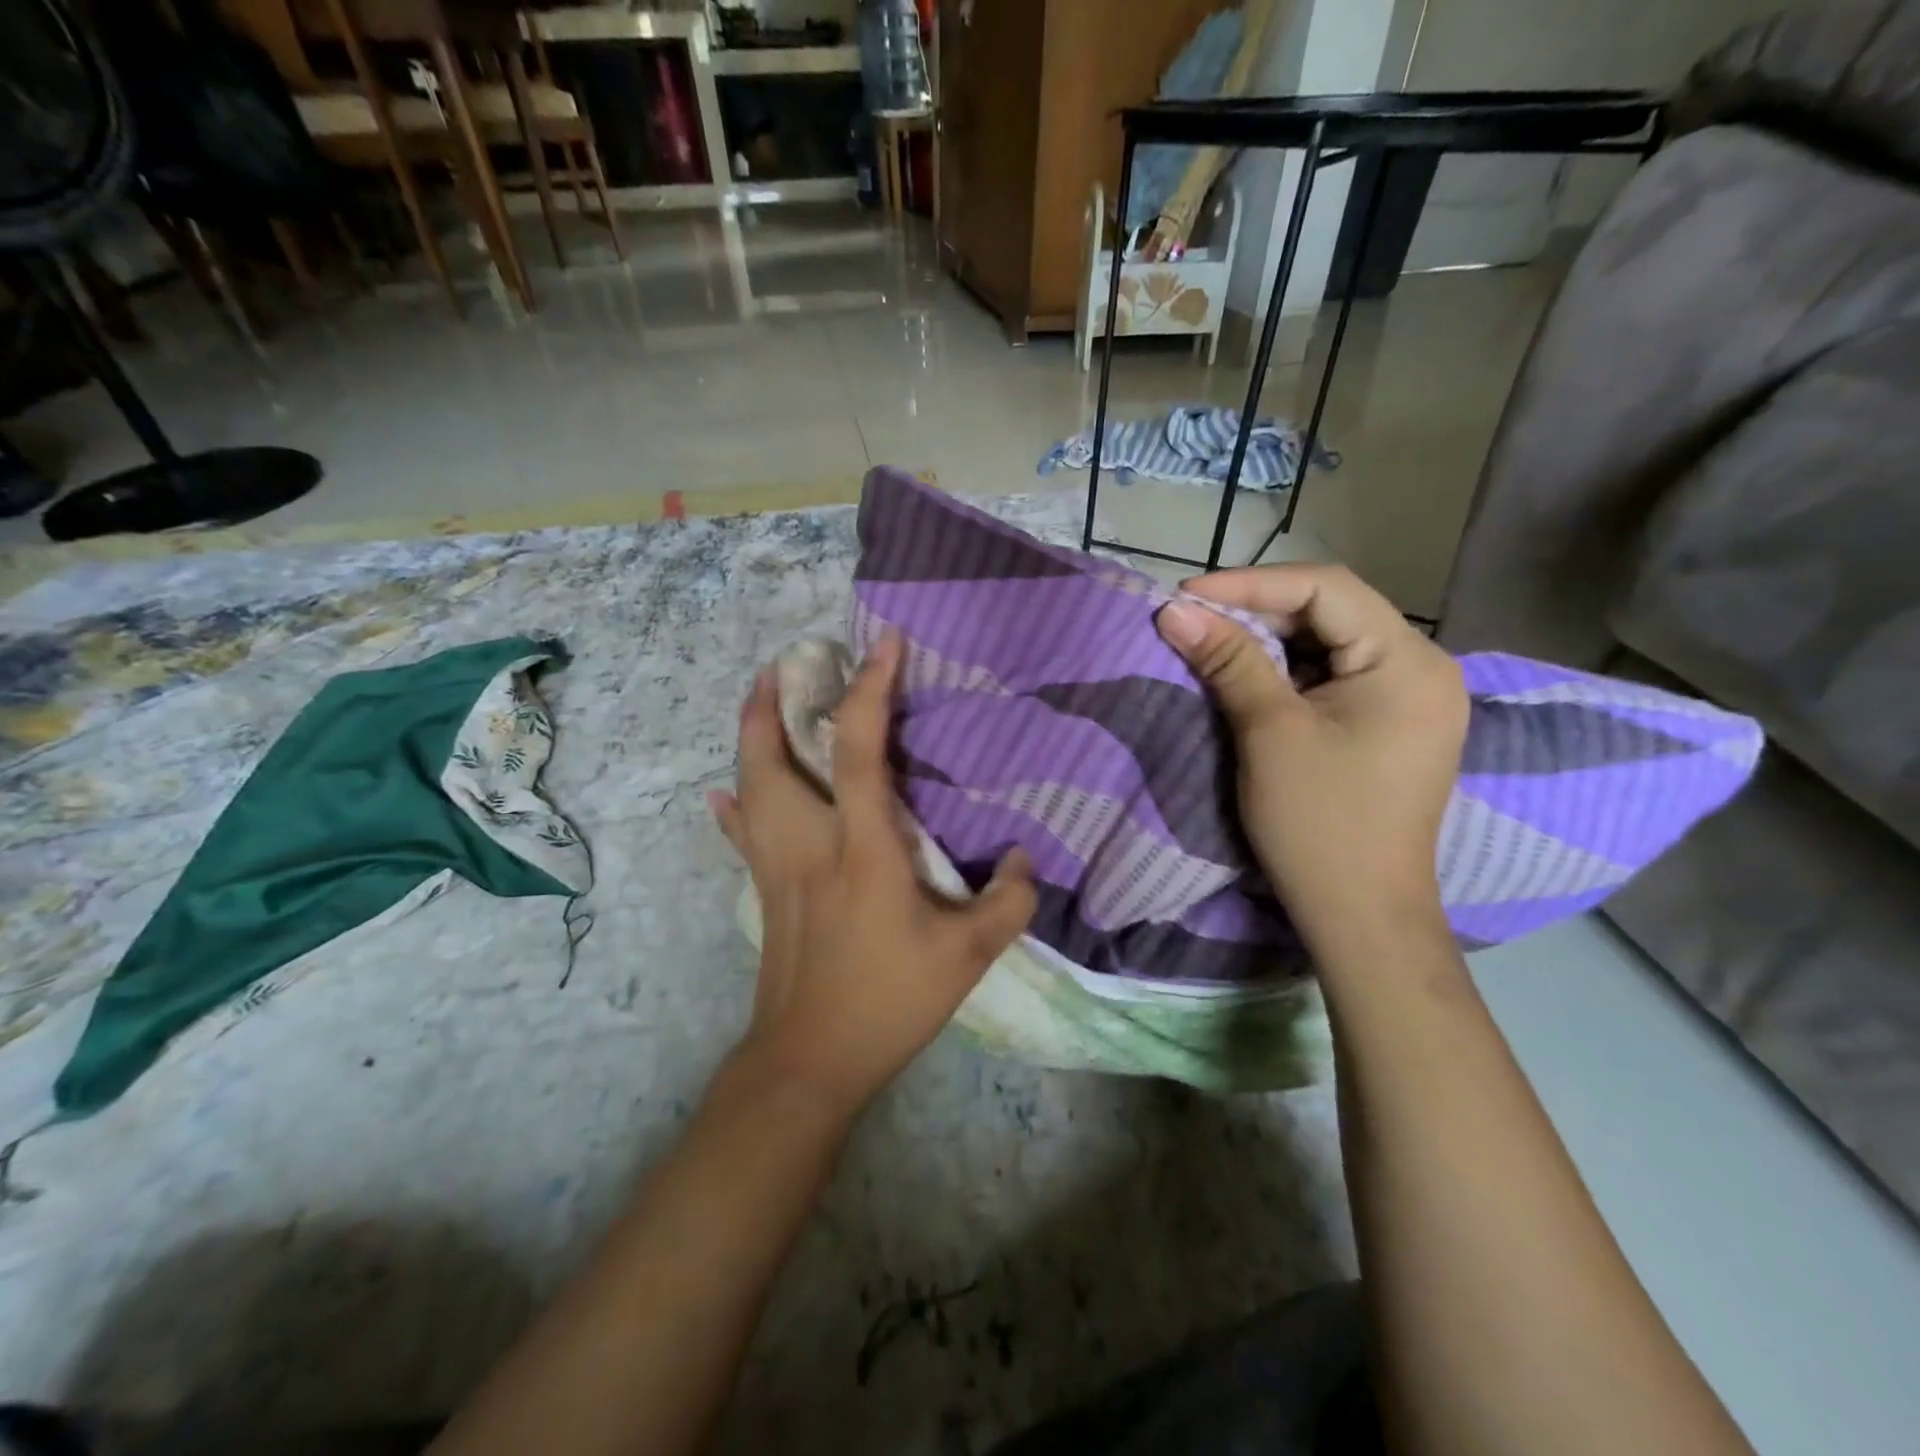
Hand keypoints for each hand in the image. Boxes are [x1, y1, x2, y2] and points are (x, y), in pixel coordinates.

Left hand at [709, 633, 1036, 1120]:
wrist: (810, 1059)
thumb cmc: (889, 1001)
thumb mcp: (967, 957)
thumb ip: (1008, 902)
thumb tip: (1022, 857)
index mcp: (862, 849)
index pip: (859, 750)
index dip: (870, 690)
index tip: (883, 642)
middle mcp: (809, 844)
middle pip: (771, 758)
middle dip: (771, 702)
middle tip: (786, 663)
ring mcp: (777, 867)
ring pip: (749, 787)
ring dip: (750, 738)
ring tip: (759, 702)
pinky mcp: (764, 890)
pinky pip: (741, 835)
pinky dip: (732, 807)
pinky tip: (722, 794)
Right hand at [1155, 564, 1466, 951]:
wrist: (1361, 916)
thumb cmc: (1318, 823)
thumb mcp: (1268, 732)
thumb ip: (1227, 660)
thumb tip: (1174, 610)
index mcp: (1408, 662)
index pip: (1326, 589)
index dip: (1250, 584)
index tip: (1185, 598)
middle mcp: (1423, 668)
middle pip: (1332, 611)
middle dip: (1257, 611)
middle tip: (1191, 621)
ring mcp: (1411, 699)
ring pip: (1330, 643)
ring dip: (1268, 641)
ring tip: (1209, 645)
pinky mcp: (1391, 725)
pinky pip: (1335, 676)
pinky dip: (1287, 672)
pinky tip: (1248, 679)